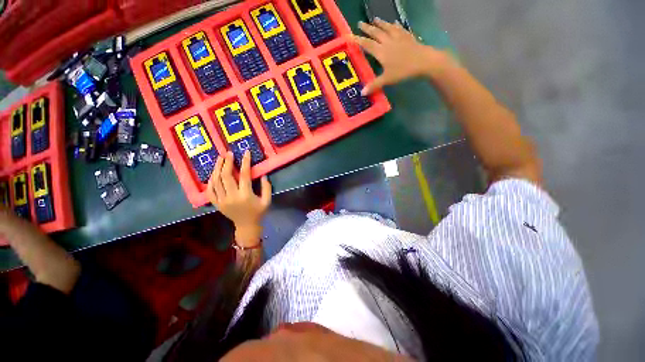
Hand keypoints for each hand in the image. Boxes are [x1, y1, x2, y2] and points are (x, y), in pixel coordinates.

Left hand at [208, 150, 270, 247]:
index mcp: (245, 195)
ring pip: (215, 181)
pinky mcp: (216, 204)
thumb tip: (263, 174)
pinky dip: (210, 180)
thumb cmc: (258, 213)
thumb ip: (266, 187)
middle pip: (226, 176)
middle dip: (227, 162)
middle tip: (228, 153)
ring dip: (217, 168)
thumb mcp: (267, 201)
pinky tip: (214, 173)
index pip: (244, 175)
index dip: (245, 162)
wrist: (246, 226)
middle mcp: (232, 197)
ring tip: (220, 158)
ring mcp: (222, 201)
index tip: (246, 152)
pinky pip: (210, 190)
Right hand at [354, 18, 452, 94]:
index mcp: (381, 52)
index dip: (358, 40)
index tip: (351, 36)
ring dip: (380, 23)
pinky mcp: (407, 36)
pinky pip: (399, 28)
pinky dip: (395, 25)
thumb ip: (374, 85)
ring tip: (375, 19)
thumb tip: (362, 93)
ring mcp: (398, 37)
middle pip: (376, 33)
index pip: (367, 44)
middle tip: (360, 23)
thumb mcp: (387, 79)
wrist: (424, 61)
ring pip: (387, 28)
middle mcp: (388, 42)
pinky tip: (394, 23)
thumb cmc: (403, 70)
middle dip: (367, 28)